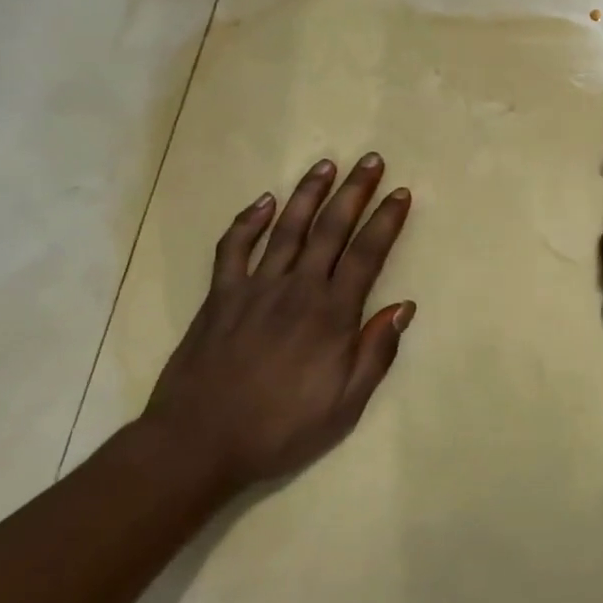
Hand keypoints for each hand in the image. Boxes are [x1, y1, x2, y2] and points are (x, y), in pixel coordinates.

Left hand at [139, 152, 413, 492]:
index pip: (367, 254)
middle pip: (331, 229)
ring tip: (326, 164)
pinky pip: (234, 248)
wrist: (199, 442)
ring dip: (308, 193)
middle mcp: (297, 288)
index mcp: (332, 314)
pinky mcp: (221, 296)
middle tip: (370, 160)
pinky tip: (263, 201)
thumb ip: (376, 352)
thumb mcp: (345, 404)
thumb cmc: (280, 427)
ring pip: (287, 228)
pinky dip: (248, 221)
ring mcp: (255, 287)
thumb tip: (404, 306)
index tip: (401, 193)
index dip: (386, 220)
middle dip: (354, 191)